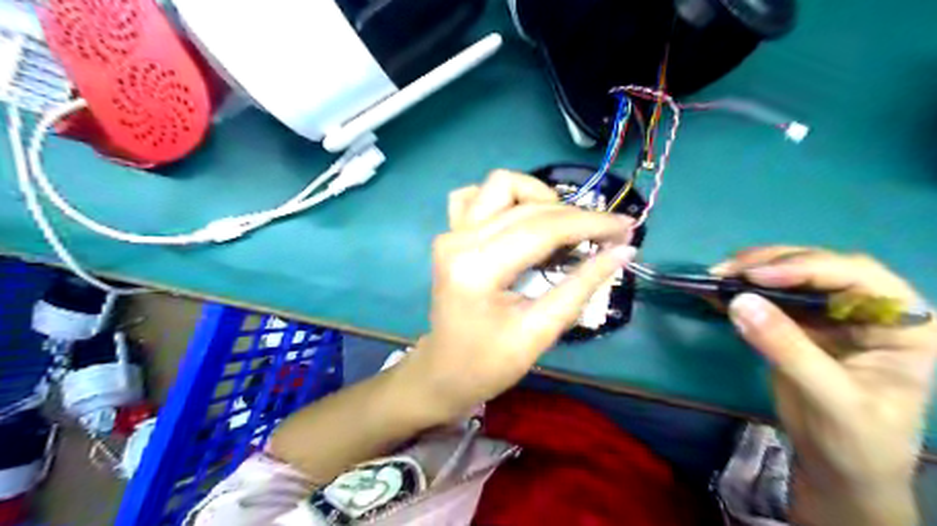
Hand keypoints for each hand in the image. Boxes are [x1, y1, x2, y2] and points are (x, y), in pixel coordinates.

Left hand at [406, 171, 637, 420]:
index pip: (542, 228)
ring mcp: (450, 233)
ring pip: (502, 185)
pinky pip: (477, 196)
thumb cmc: (489, 363)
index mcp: (476, 268)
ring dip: (540, 199)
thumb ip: (581, 286)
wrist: (445, 372)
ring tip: (562, 230)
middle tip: (607, 235)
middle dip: (575, 215)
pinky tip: (521, 220)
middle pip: (527, 206)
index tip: (626, 227)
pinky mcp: (450, 234)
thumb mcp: (540, 332)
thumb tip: (623, 251)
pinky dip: (505, 200)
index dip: (590, 223)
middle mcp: (458, 240)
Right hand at [715, 247, 933, 525]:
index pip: (858, 277)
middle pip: (820, 267)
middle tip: (727, 270)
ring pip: (791, 277)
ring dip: (751, 272)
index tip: (756, 276)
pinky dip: (743, 292)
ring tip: (718, 276)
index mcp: (902, 322)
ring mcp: (831, 315)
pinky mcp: (799, 325)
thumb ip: (788, 348)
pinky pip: (770, 298)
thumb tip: (740, 302)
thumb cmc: (857, 440)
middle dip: (771, 263)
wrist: (838, 469)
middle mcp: (868, 309)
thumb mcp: (830, 397)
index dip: (807, 267)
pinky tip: (718, 291)